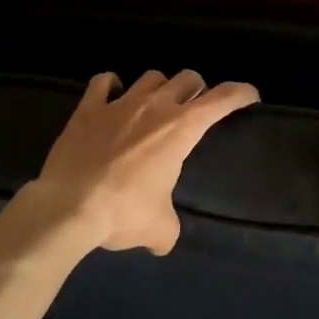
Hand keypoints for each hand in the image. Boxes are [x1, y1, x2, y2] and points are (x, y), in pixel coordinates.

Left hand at [24, 69, 259, 257]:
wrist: (68, 208)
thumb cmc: (123, 213)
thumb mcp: (158, 228)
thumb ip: (168, 229)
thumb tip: (163, 242)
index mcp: (181, 129)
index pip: (221, 99)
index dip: (240, 93)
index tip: (250, 95)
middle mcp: (155, 107)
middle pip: (187, 78)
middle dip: (196, 89)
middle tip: (194, 106)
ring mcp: (119, 104)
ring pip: (150, 76)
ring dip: (159, 87)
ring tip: (155, 103)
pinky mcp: (88, 109)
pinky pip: (103, 82)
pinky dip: (111, 86)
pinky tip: (111, 94)